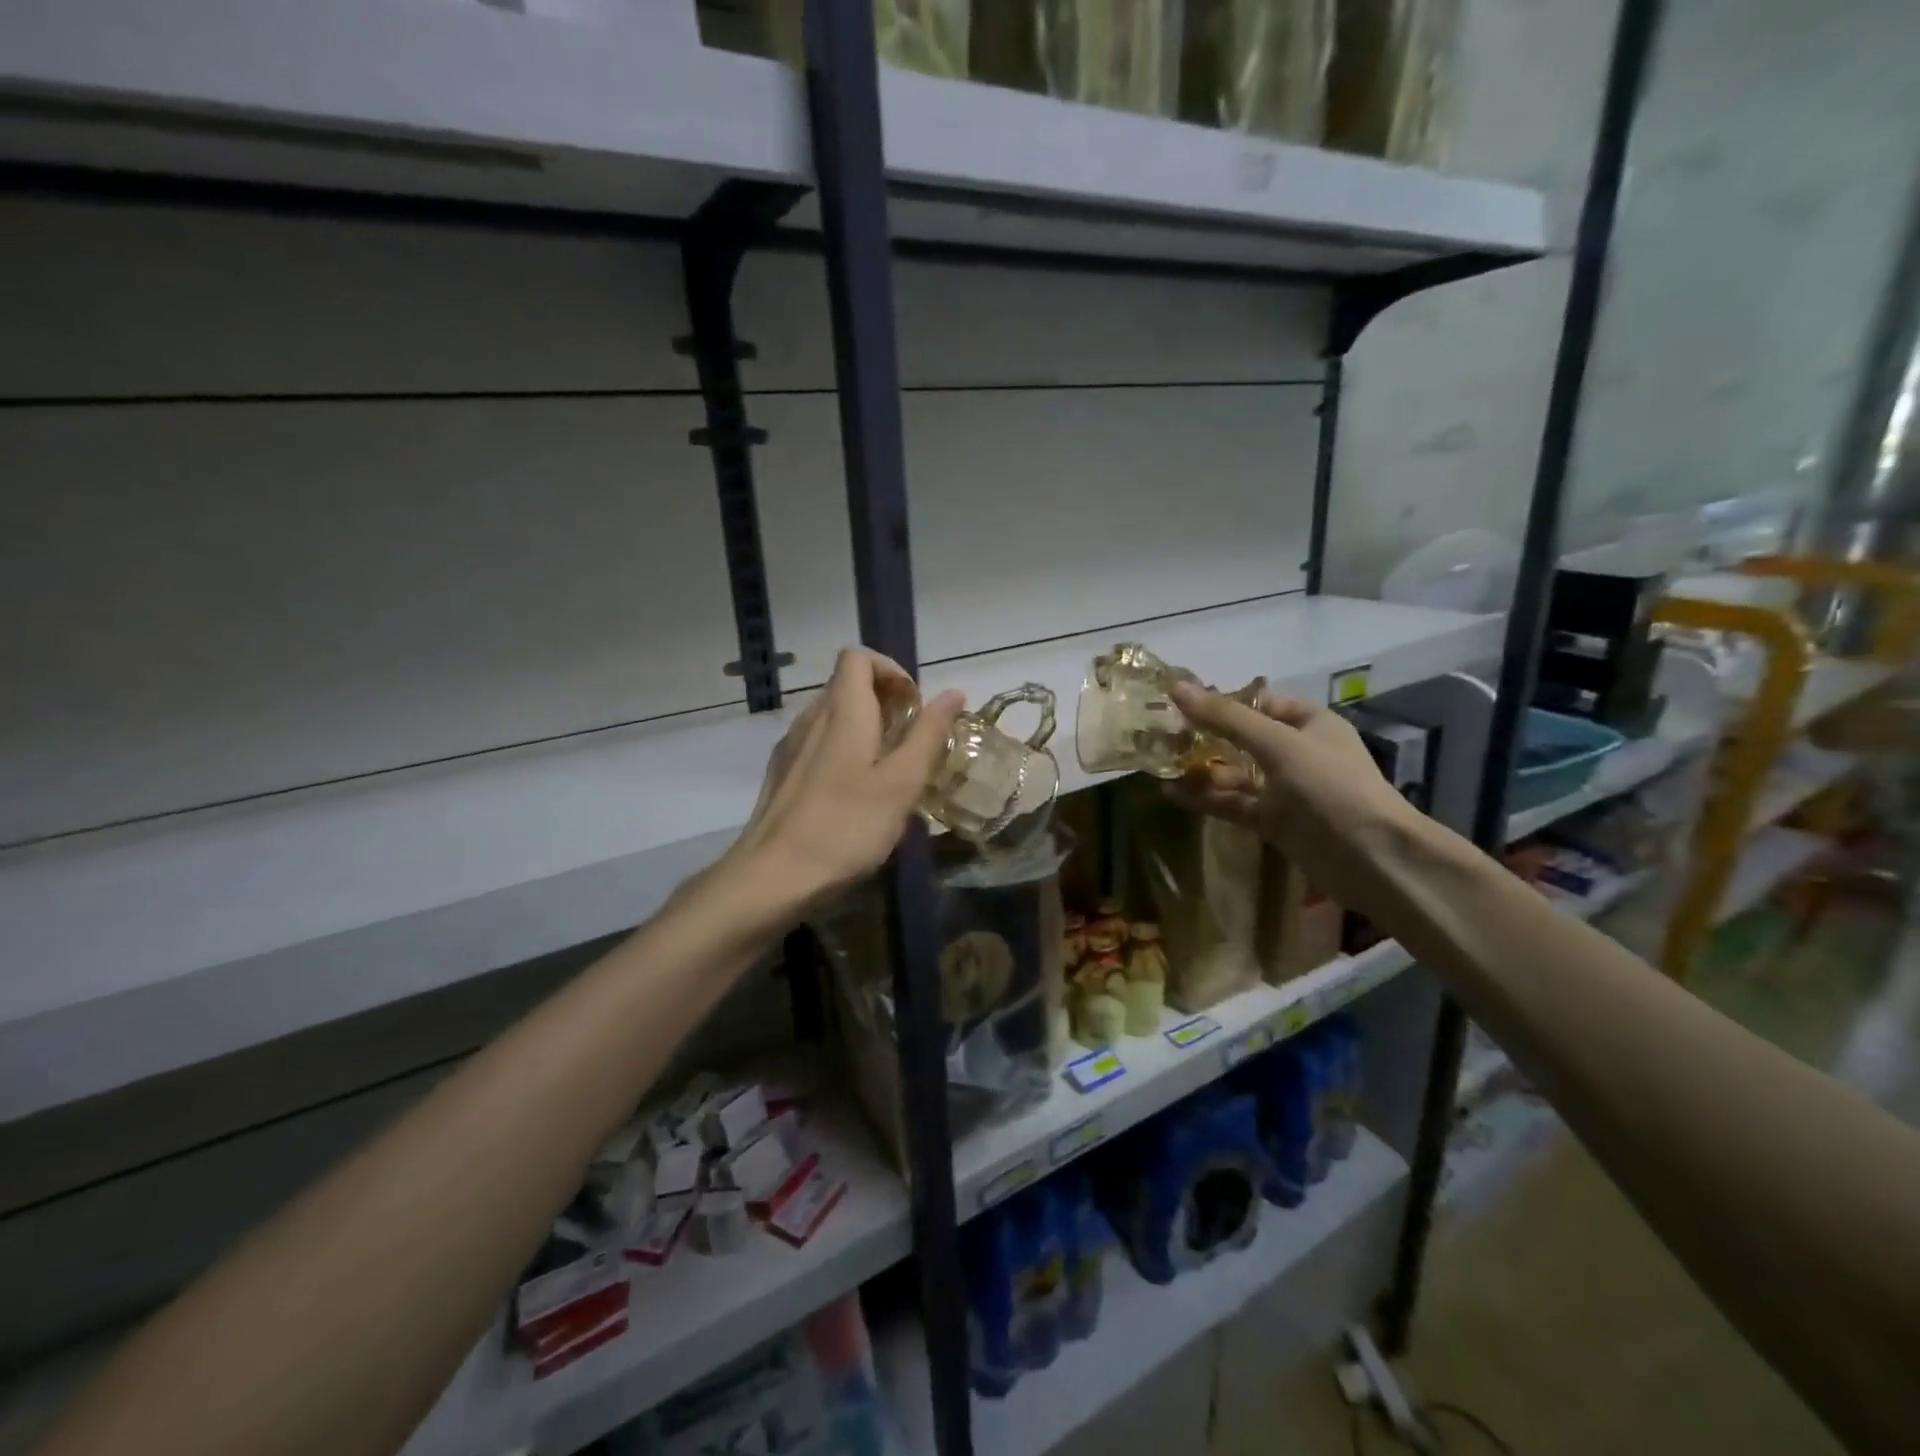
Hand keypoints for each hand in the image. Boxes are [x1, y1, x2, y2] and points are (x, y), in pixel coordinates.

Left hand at [725, 648, 964, 910]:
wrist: (773, 877)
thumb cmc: (846, 827)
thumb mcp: (901, 783)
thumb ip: (928, 734)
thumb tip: (953, 693)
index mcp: (842, 711)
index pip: (858, 657)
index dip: (891, 671)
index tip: (914, 708)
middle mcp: (812, 717)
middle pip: (847, 684)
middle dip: (886, 701)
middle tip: (911, 743)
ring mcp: (791, 746)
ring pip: (833, 715)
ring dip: (867, 727)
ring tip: (890, 770)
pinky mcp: (782, 773)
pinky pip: (820, 742)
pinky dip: (845, 749)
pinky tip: (857, 793)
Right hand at [1166, 681, 1419, 897]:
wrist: (1371, 859)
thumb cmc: (1329, 788)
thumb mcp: (1277, 744)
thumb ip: (1225, 718)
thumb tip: (1175, 688)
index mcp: (1308, 723)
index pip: (1257, 702)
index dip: (1219, 702)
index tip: (1177, 705)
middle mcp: (1297, 752)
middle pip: (1241, 738)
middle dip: (1203, 737)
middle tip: (1159, 735)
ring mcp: (1286, 789)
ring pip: (1235, 773)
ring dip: (1201, 770)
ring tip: (1158, 765)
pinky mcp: (1275, 821)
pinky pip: (1234, 803)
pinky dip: (1207, 799)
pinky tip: (1172, 794)